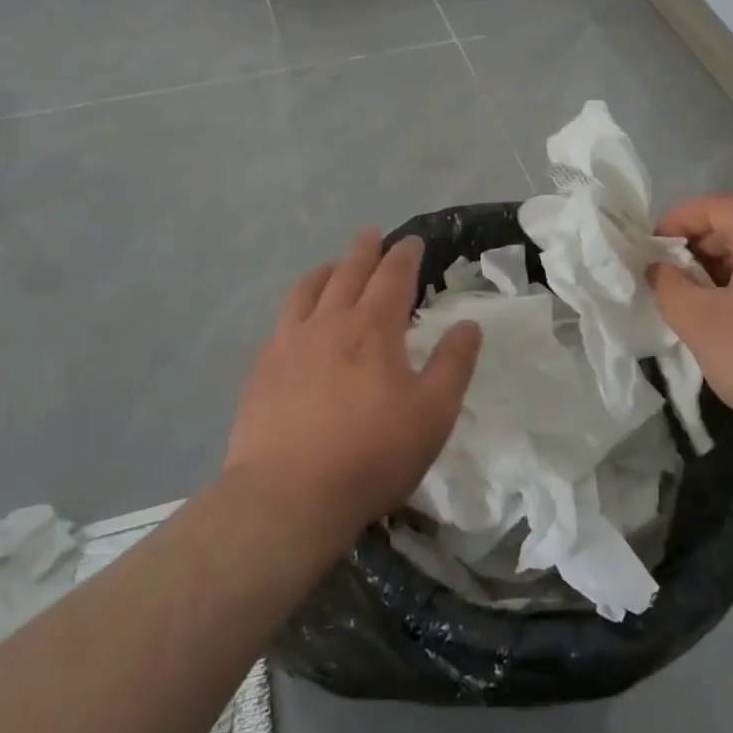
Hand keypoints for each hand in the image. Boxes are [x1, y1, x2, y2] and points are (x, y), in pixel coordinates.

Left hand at [222, 231, 480, 548]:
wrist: (287, 497)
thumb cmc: (371, 454)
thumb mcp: (433, 414)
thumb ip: (454, 364)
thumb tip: (469, 324)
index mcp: (374, 328)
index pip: (393, 276)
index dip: (405, 256)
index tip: (412, 242)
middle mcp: (330, 322)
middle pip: (348, 272)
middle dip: (364, 251)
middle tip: (372, 235)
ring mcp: (290, 343)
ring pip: (308, 290)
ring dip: (326, 271)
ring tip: (332, 265)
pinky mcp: (263, 369)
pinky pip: (282, 320)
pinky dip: (298, 303)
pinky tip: (298, 318)